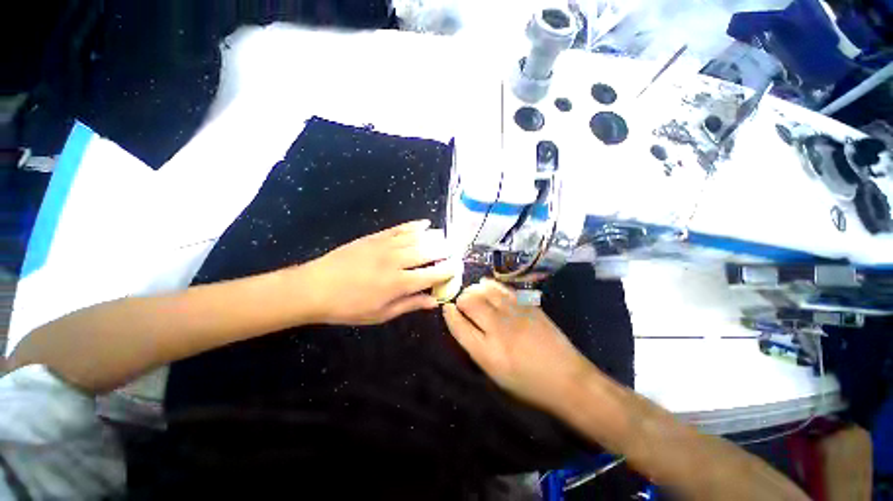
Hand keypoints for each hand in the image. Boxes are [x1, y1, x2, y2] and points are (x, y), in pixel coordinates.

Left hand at [300, 220, 456, 324]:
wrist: (315, 287)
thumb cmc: (348, 307)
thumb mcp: (381, 314)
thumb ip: (410, 305)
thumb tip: (434, 301)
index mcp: (399, 283)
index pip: (433, 274)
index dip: (448, 271)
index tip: (456, 269)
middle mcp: (396, 261)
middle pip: (429, 251)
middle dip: (446, 251)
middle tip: (454, 252)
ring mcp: (385, 246)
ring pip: (418, 237)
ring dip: (434, 236)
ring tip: (445, 238)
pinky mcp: (375, 237)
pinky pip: (400, 228)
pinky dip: (415, 225)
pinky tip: (425, 223)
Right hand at [443, 279, 593, 411]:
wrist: (567, 379)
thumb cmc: (528, 383)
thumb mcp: (495, 374)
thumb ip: (475, 347)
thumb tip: (463, 323)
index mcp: (487, 353)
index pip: (458, 325)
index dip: (449, 314)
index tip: (447, 307)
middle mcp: (498, 329)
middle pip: (469, 302)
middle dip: (461, 300)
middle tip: (463, 303)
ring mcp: (514, 313)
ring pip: (485, 290)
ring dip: (474, 290)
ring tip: (474, 293)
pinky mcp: (527, 305)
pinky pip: (502, 288)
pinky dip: (490, 285)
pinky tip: (487, 286)